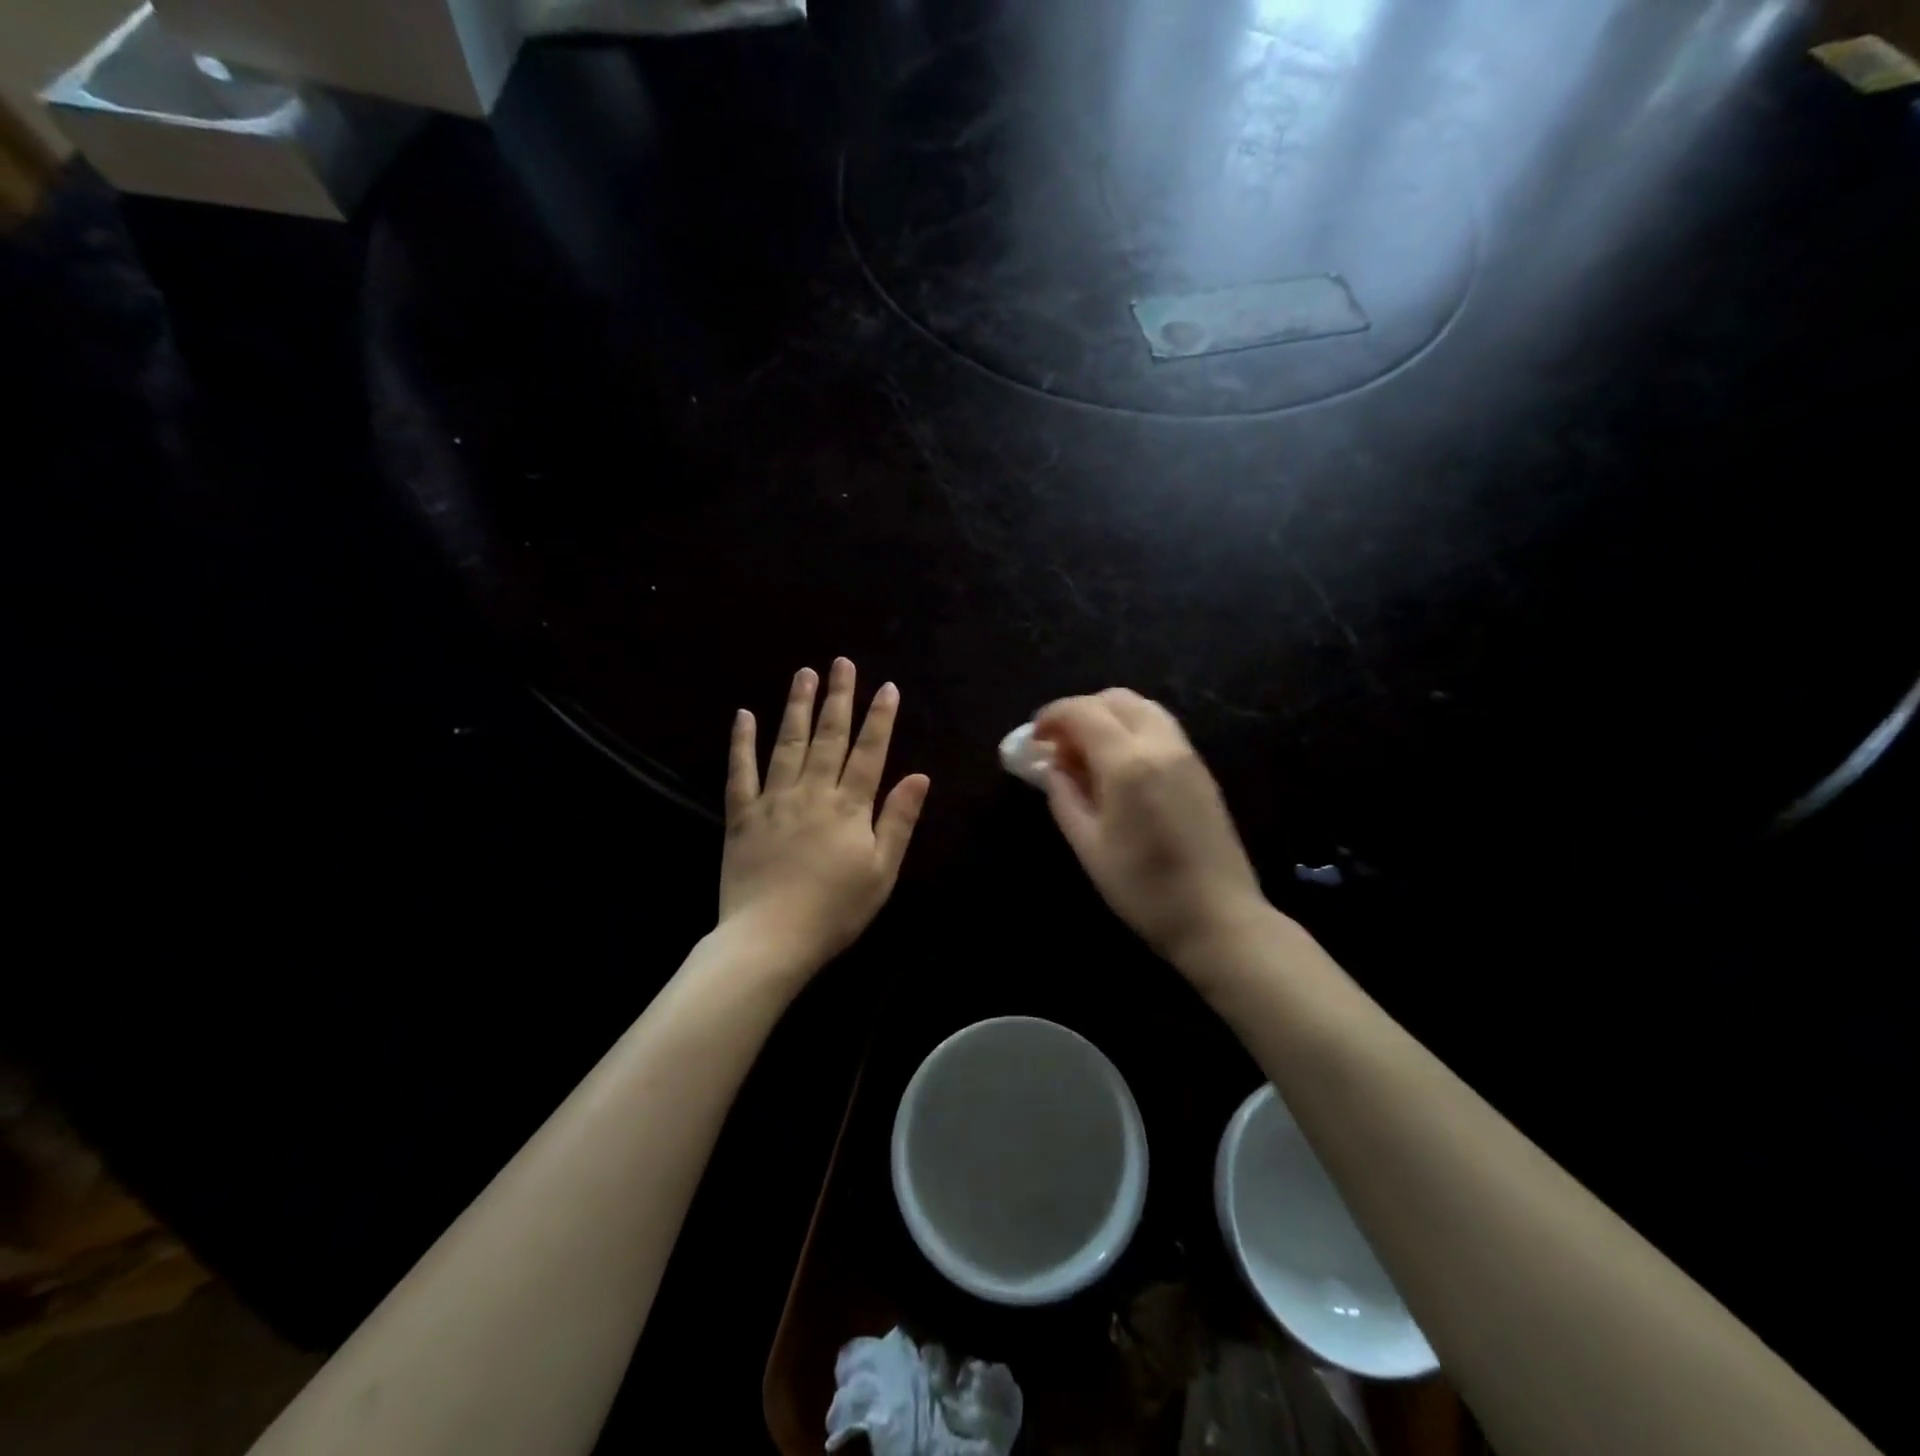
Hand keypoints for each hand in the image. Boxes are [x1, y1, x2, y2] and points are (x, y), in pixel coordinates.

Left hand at [719, 659, 930, 973]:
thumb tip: (920, 775)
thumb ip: (898, 820)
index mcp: (849, 807)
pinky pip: (740, 771)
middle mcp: (812, 792)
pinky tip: (744, 715)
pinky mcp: (741, 815)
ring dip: (796, 706)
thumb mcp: (881, 871)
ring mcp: (773, 800)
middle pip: (829, 737)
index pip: (870, 752)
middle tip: (842, 663)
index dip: (880, 718)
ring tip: (804, 673)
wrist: (770, 939)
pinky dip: (742, 742)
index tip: (887, 687)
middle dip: (838, 698)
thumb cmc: (835, 910)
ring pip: (788, 743)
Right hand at [1035, 689, 1266, 968]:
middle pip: (1115, 699)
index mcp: (1128, 763)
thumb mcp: (1089, 846)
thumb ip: (1064, 797)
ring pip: (1142, 708)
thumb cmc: (1143, 888)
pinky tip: (1119, 766)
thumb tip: (1052, 767)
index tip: (1034, 738)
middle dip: (1081, 711)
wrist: (1217, 917)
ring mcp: (1186, 754)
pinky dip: (1132, 729)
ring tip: (1088, 754)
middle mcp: (1160, 744)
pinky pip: (1161, 728)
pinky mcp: (1201, 769)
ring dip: (1109, 716)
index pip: (1082, 712)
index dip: (1052, 716)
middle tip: (1060, 745)